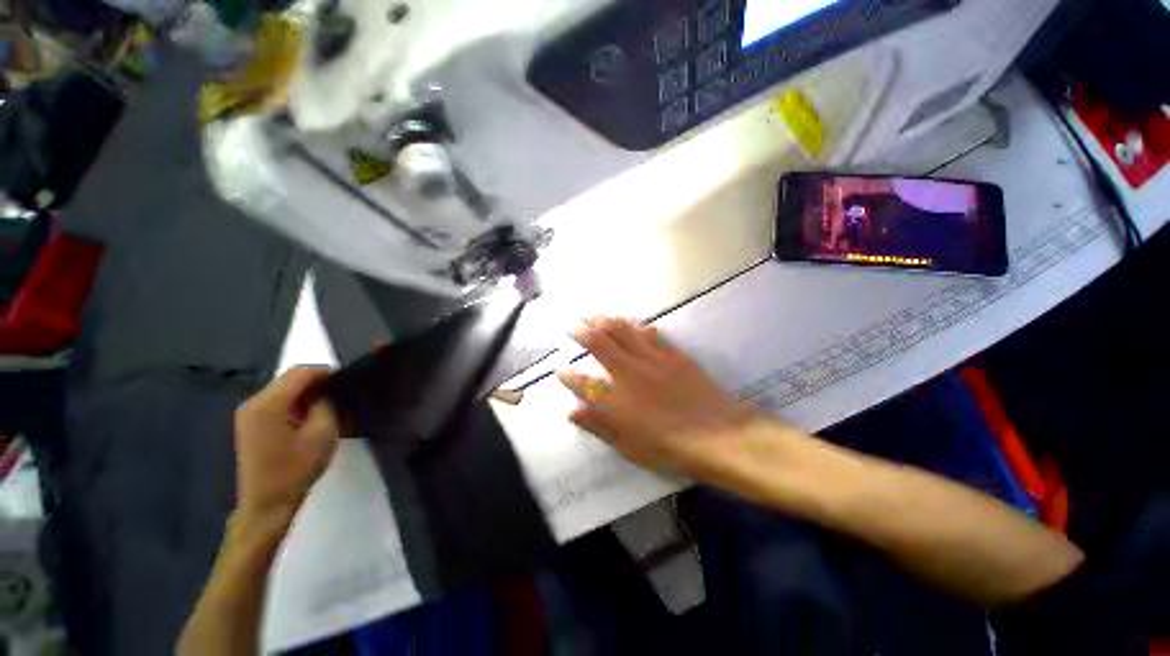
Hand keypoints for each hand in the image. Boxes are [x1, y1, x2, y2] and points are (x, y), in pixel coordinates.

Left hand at [234, 367, 340, 526]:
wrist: (266, 503)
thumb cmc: (296, 468)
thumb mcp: (322, 433)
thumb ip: (326, 405)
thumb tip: (326, 391)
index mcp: (269, 404)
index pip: (299, 372)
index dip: (325, 371)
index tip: (345, 379)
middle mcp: (253, 402)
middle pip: (288, 379)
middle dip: (315, 381)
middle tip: (338, 392)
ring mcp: (247, 413)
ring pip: (281, 389)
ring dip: (304, 392)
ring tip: (326, 404)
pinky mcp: (248, 424)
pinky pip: (275, 402)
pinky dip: (293, 402)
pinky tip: (307, 415)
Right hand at [557, 317, 763, 475]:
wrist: (716, 435)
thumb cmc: (669, 449)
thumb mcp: (628, 446)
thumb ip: (599, 426)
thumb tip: (572, 412)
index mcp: (615, 400)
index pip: (583, 383)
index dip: (568, 376)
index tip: (559, 368)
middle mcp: (629, 373)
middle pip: (601, 346)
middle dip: (584, 333)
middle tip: (575, 324)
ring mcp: (652, 361)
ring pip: (625, 334)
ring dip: (608, 323)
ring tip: (597, 315)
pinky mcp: (674, 356)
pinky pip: (654, 337)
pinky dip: (642, 329)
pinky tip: (639, 325)